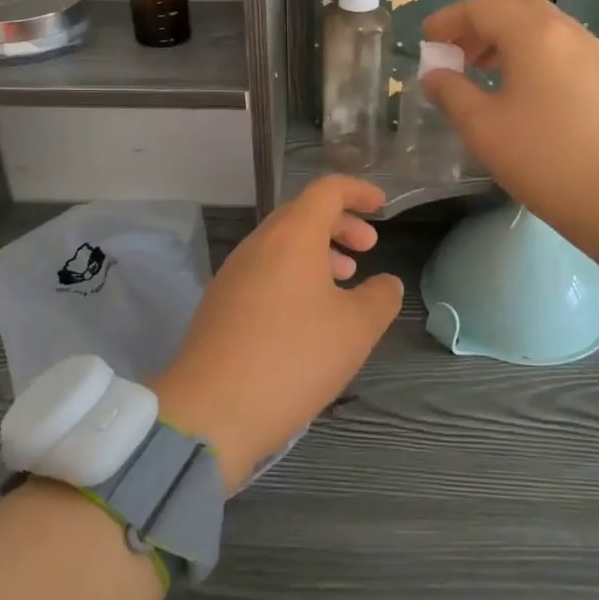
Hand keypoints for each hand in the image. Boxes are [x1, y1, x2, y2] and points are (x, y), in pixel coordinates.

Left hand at [152, 176, 402, 486]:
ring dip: (317, 253)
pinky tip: (308, 315)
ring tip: (343, 283)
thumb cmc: (294, 358)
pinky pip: (264, 272)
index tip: (382, 207)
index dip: (358, 192)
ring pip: (281, 245)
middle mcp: (258, 245)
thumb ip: (380, 298)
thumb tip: (386, 284)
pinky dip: (293, 276)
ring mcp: (233, 273)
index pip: (327, 190)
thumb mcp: (356, 330)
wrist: (212, 410)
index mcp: (292, 236)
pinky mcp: (220, 303)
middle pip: (302, 214)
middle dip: (340, 225)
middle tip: (367, 249)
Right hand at [421, 0, 598, 289]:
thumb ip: (452, 93)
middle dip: (480, 23)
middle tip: (456, 53)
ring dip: (507, 38)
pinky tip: (522, 89)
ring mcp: (594, 52)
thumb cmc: (545, 159)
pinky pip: (561, 47)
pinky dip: (532, 52)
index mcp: (533, 35)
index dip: (449, 20)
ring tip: (484, 71)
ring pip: (542, 26)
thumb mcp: (483, 128)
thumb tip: (435, 75)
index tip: (427, 39)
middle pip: (516, 8)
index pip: (482, 8)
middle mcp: (567, 31)